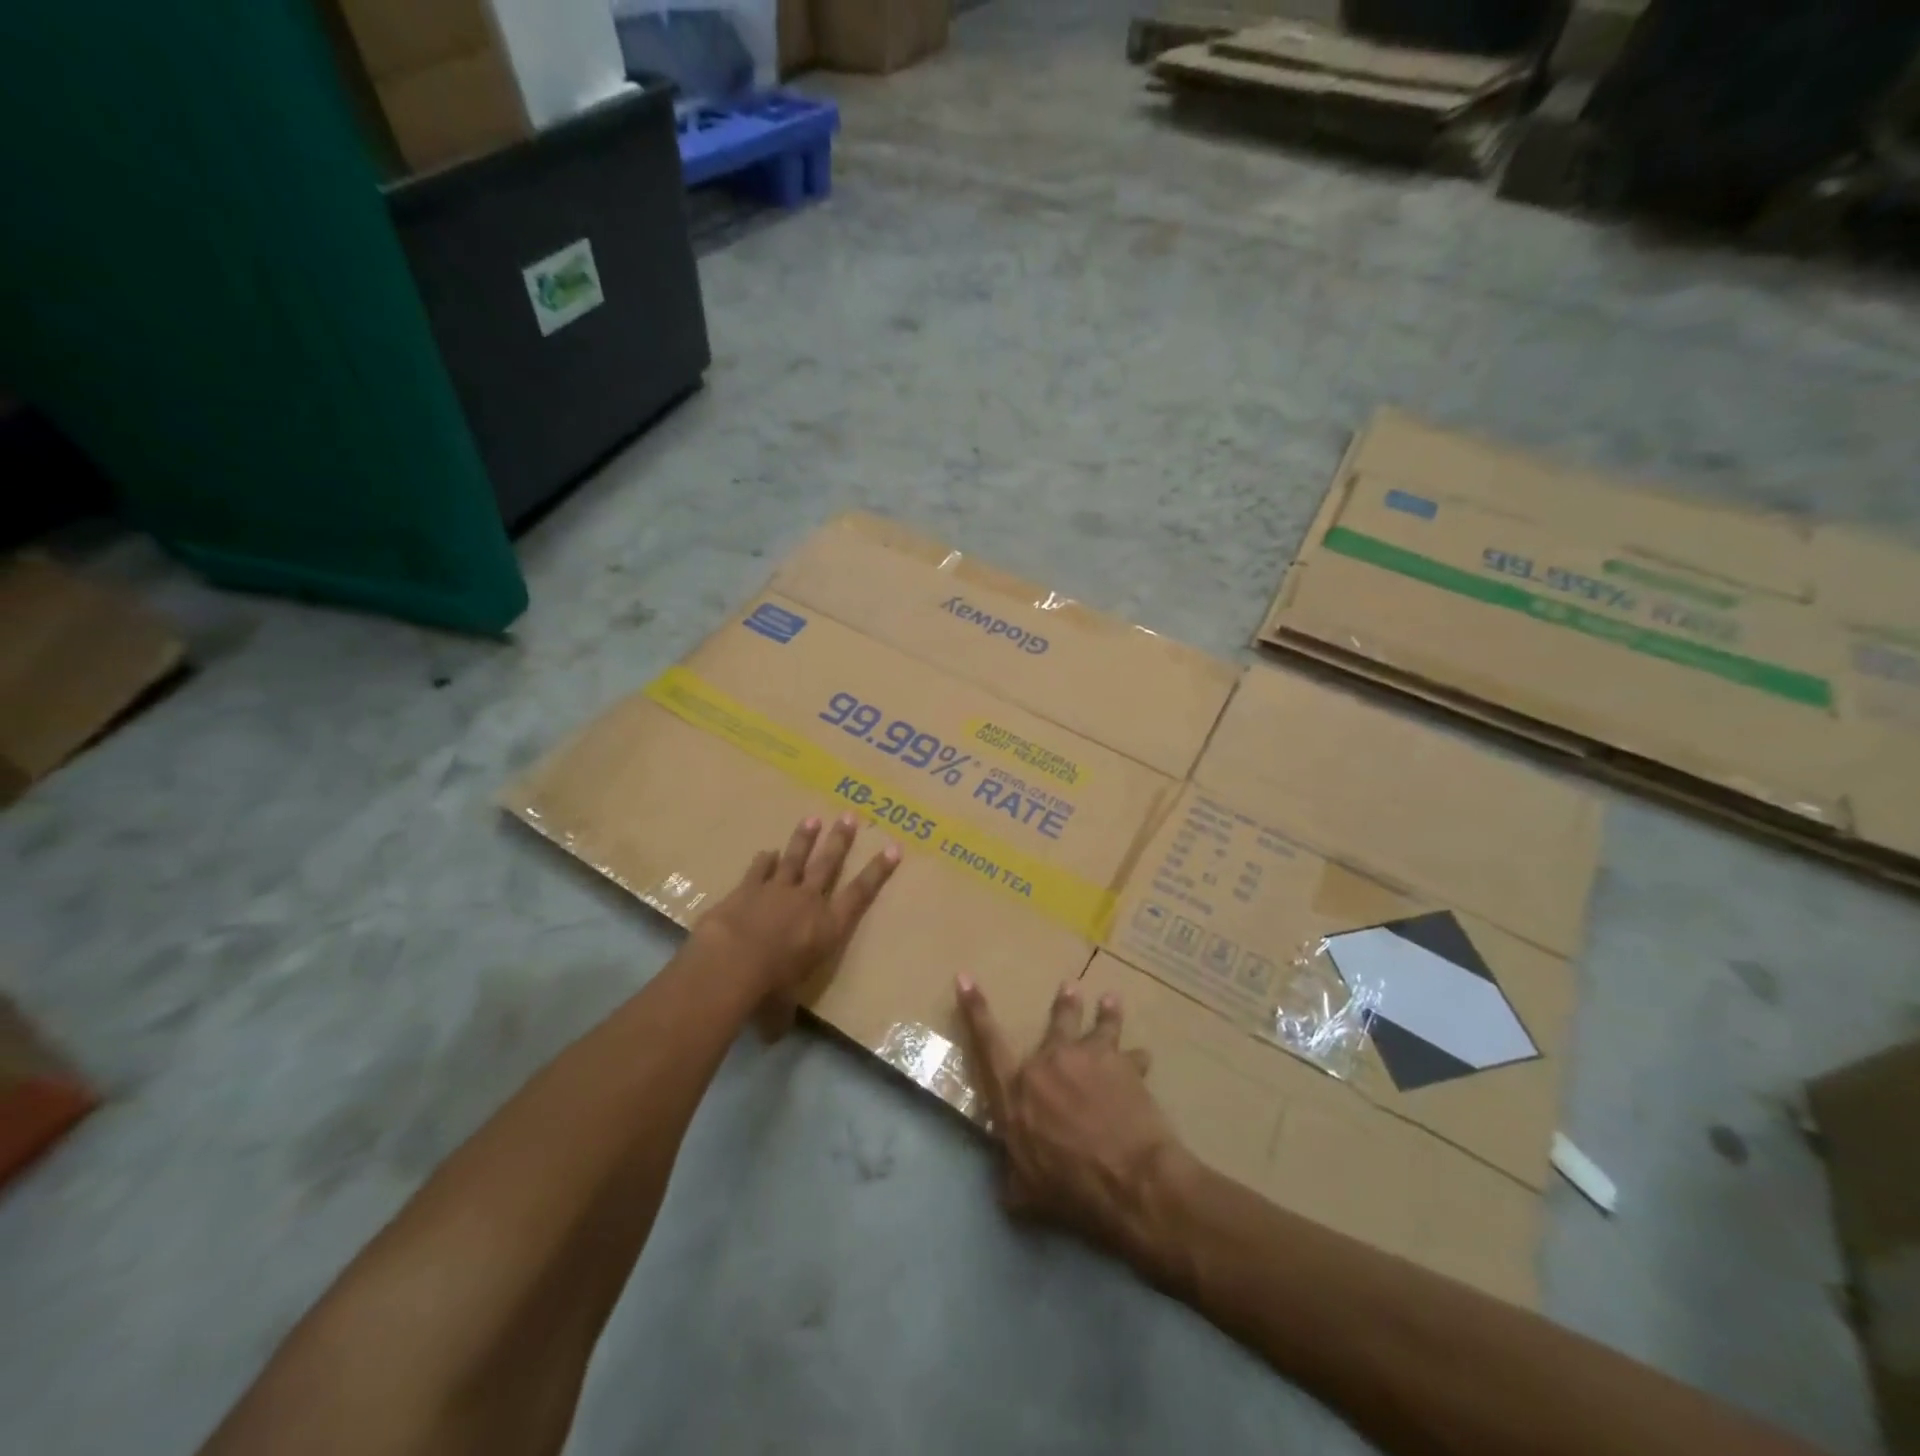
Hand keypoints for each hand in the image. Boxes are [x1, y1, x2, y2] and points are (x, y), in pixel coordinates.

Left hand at [695, 814, 899, 1007]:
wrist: (731, 963)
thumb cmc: (768, 989)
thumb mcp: (781, 1008)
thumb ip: (782, 1012)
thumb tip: (774, 1032)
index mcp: (828, 927)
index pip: (860, 894)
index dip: (878, 871)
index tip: (893, 847)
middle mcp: (807, 901)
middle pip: (829, 864)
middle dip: (840, 840)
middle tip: (849, 816)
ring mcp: (776, 891)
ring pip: (795, 858)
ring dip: (804, 839)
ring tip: (812, 818)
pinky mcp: (746, 890)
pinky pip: (758, 870)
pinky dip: (763, 861)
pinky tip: (766, 852)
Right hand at [956, 975, 1195, 1274]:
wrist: (1126, 1179)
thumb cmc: (1070, 1188)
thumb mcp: (1026, 1193)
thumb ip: (1013, 1177)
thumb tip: (1008, 1183)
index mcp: (1015, 1092)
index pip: (987, 1043)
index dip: (975, 1009)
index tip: (966, 977)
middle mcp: (1047, 1064)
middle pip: (1054, 1024)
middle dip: (1063, 1004)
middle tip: (1069, 986)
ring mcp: (1085, 1057)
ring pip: (1095, 1025)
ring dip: (1105, 1012)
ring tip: (1110, 999)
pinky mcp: (1120, 1064)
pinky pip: (1131, 1054)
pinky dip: (1137, 1057)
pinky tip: (1144, 1055)